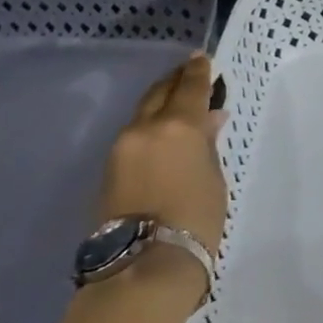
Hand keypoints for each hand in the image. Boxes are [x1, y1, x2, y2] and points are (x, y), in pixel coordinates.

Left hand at [98, 53, 228, 254]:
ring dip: (160, 104)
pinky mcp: (108, 169)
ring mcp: (121, 148)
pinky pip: (133, 135)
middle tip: (188, 73)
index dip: (198, 71)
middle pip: (159, 93)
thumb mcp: (214, 177)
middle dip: (174, 81)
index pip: (190, 87)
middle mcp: (145, 128)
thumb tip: (210, 120)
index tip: (202, 57)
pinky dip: (149, 126)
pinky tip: (162, 133)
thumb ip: (208, 144)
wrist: (144, 265)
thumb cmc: (196, 219)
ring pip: (143, 113)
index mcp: (178, 126)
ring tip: (177, 103)